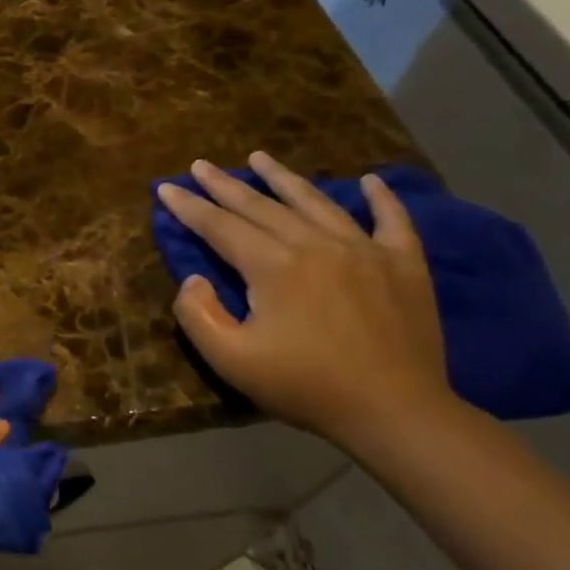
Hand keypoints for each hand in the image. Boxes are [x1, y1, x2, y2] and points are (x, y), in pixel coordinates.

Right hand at [156, 151, 455, 445]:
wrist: (395, 412)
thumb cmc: (305, 386)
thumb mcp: (231, 359)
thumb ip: (199, 315)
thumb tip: (194, 280)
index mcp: (274, 266)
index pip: (220, 226)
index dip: (189, 206)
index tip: (165, 187)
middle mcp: (316, 244)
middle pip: (261, 206)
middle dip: (225, 184)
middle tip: (200, 165)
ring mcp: (365, 250)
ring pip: (316, 202)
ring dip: (284, 178)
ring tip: (259, 157)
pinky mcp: (403, 265)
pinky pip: (392, 221)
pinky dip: (381, 198)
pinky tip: (371, 181)